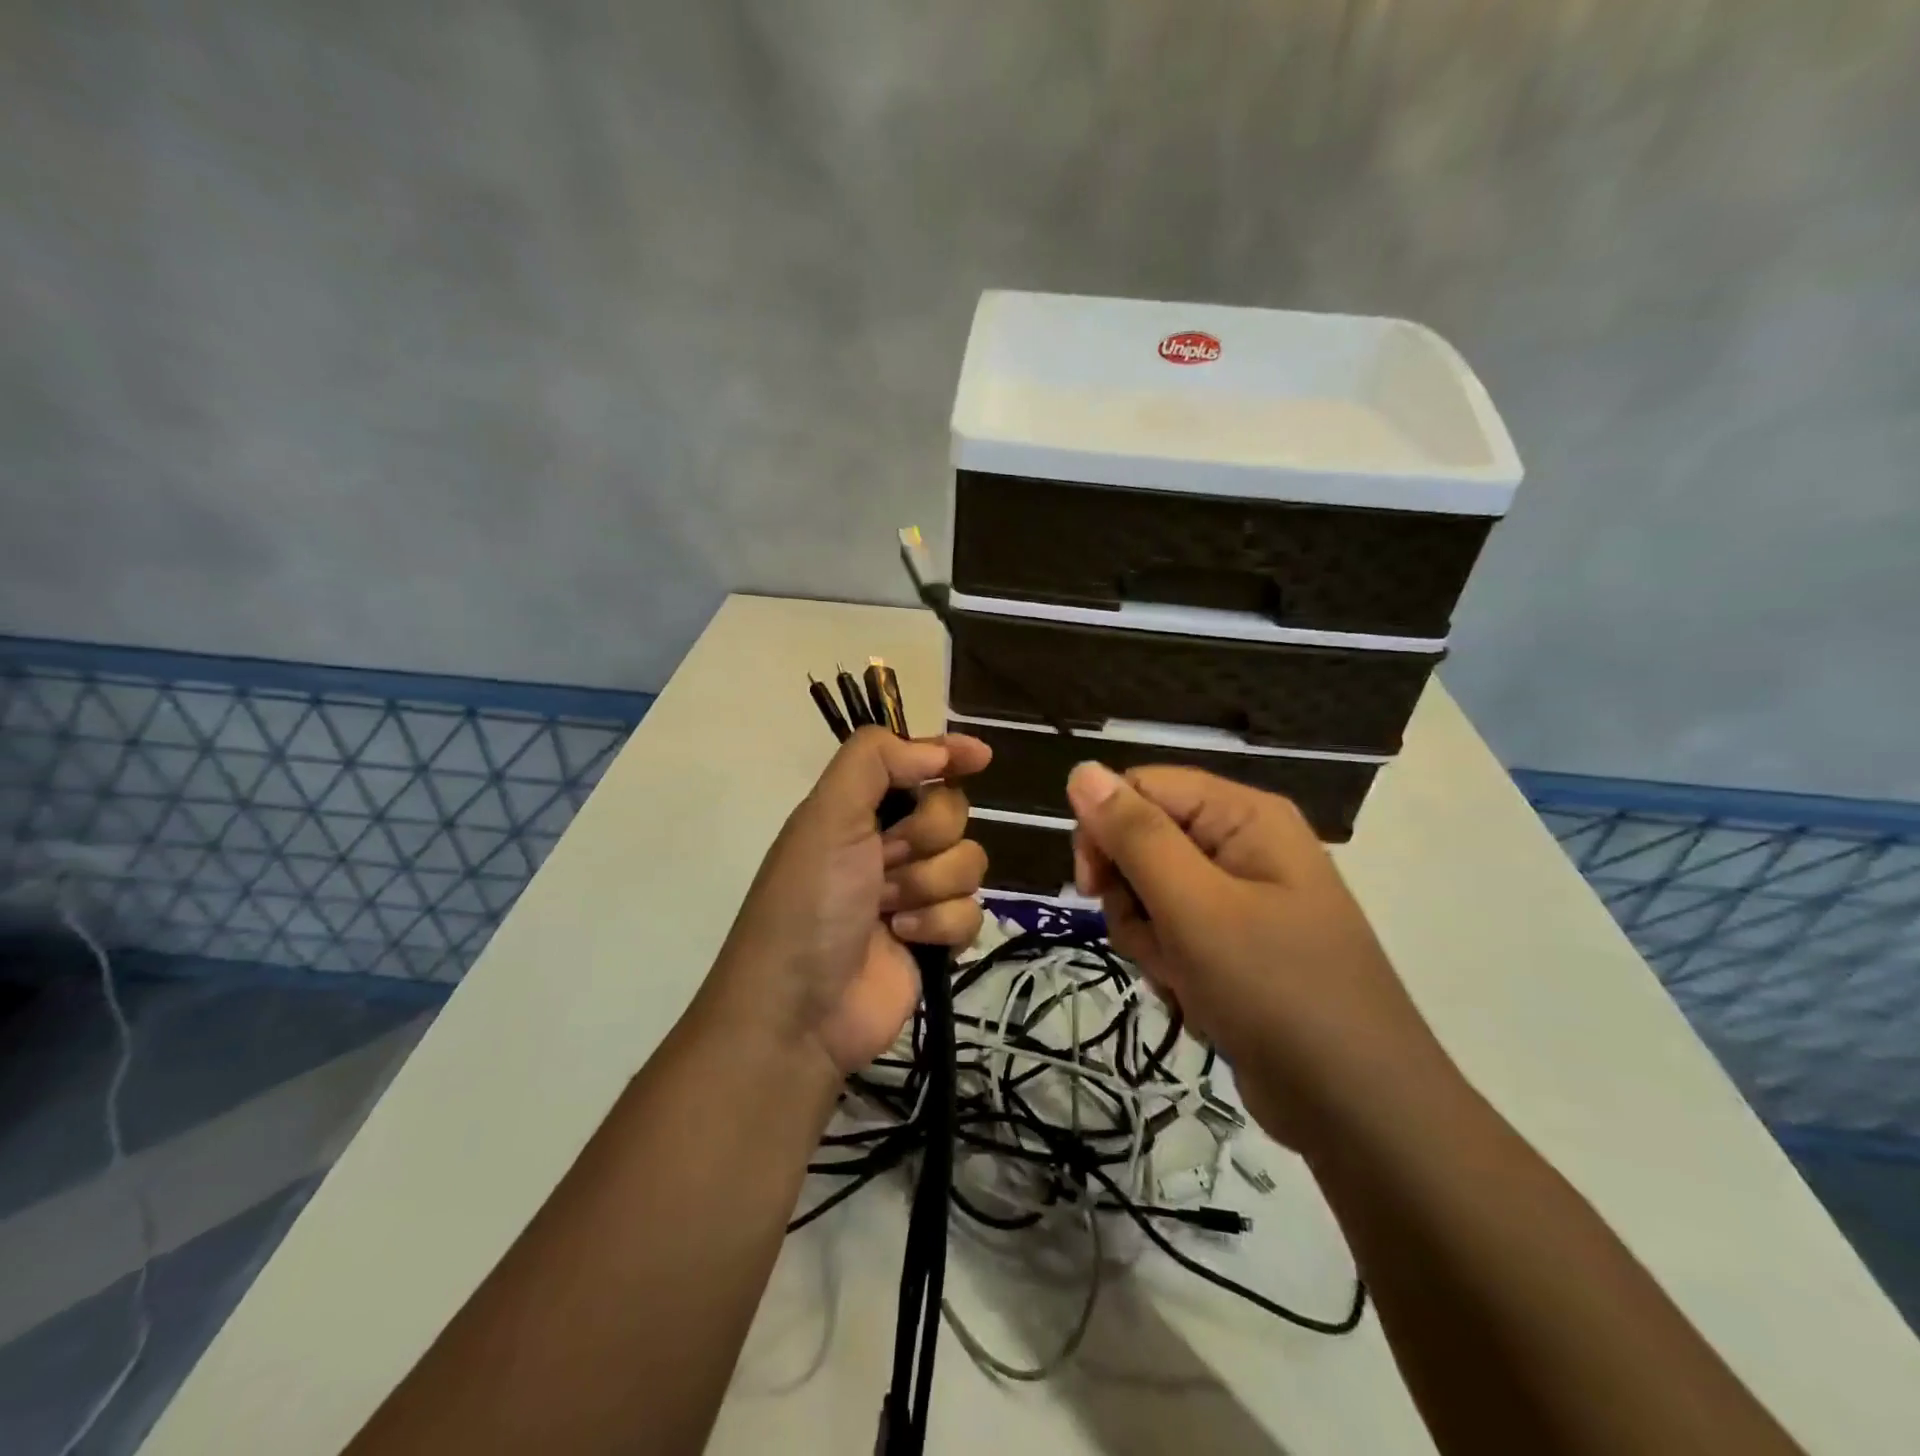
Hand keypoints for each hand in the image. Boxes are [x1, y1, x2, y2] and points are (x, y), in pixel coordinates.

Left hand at [706, 727, 990, 1076]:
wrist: (800, 1010)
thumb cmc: (809, 903)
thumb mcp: (826, 817)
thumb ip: (874, 761)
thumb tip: (938, 748)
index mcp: (859, 810)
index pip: (916, 764)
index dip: (949, 754)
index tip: (980, 756)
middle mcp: (889, 845)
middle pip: (952, 812)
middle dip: (925, 836)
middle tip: (887, 860)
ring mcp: (915, 893)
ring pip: (969, 862)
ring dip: (930, 884)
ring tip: (890, 911)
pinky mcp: (935, 938)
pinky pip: (972, 912)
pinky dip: (940, 924)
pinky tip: (906, 939)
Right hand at [1067, 761, 1442, 1145]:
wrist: (1358, 1110)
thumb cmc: (1276, 992)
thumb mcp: (1195, 907)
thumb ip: (1135, 835)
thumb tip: (1082, 770)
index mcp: (1243, 815)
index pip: (1141, 787)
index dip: (1105, 829)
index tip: (1091, 886)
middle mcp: (1243, 844)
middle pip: (1143, 840)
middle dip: (1132, 896)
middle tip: (1155, 940)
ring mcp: (1242, 897)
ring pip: (1150, 893)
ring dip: (1149, 938)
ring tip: (1184, 978)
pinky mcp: (1236, 943)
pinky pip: (1174, 932)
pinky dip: (1170, 964)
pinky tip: (1196, 998)